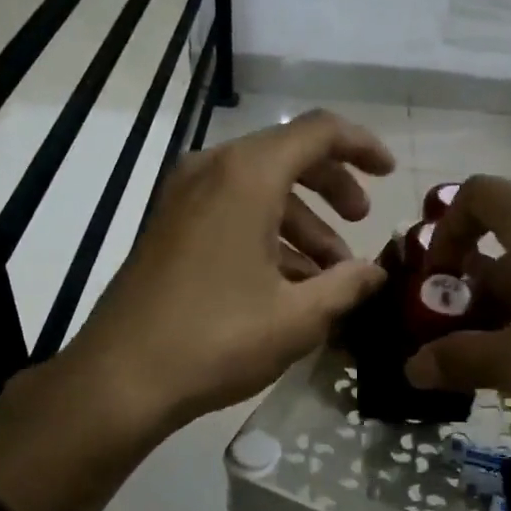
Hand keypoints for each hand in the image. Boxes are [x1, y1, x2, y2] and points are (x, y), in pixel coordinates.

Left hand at [0, 111, 393, 510]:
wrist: (120, 379)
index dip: (362, 147)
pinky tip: (287, 284)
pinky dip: (267, 234)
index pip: (319, 132)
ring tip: (329, 276)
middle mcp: (212, 170)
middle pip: (288, 156)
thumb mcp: (299, 317)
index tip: (390, 175)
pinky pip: (231, 210)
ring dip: (302, 222)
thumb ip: (348, 285)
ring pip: (260, 189)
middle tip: (361, 223)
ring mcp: (183, 197)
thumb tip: (377, 272)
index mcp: (247, 176)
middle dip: (333, 188)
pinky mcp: (168, 226)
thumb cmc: (217, 339)